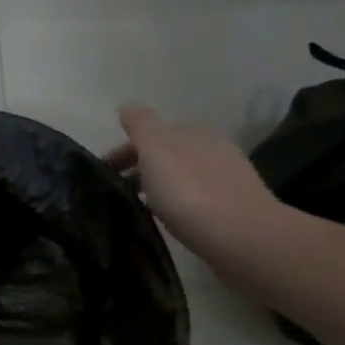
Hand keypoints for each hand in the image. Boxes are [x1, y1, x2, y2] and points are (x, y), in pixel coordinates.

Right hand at [106, 105, 283, 265]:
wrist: (241, 237)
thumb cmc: (190, 191)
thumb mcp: (156, 149)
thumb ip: (140, 125)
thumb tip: (127, 107)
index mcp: (193, 132)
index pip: (151, 134)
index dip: (124, 151)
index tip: (103, 173)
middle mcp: (212, 149)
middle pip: (166, 154)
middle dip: (139, 167)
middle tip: (114, 191)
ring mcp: (225, 178)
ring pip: (180, 176)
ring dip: (157, 185)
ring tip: (136, 205)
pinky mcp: (232, 208)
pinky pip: (193, 197)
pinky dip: (175, 202)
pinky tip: (167, 216)